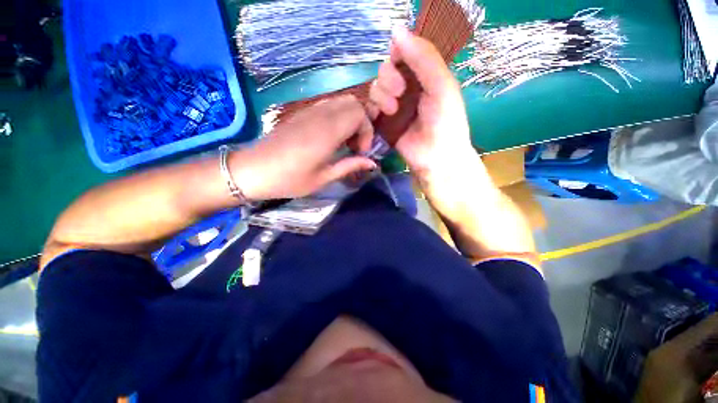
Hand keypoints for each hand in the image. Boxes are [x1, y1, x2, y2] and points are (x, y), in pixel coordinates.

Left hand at [233, 95, 376, 199]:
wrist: (253, 170)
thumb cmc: (289, 179)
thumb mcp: (323, 178)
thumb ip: (350, 166)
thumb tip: (372, 163)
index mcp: (327, 132)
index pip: (359, 114)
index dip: (367, 132)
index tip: (360, 152)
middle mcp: (320, 115)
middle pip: (353, 103)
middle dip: (362, 123)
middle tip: (355, 146)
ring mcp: (309, 111)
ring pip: (341, 101)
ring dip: (350, 119)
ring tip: (345, 142)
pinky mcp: (301, 113)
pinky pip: (328, 105)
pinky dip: (338, 116)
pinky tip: (331, 137)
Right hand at [368, 27, 474, 178]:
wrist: (435, 157)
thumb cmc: (444, 122)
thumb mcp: (441, 86)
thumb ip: (424, 58)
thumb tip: (396, 30)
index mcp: (423, 75)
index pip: (403, 53)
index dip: (397, 55)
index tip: (400, 64)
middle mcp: (407, 88)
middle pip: (385, 70)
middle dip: (389, 79)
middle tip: (400, 93)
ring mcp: (393, 106)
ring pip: (375, 88)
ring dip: (381, 96)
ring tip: (393, 110)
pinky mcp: (383, 123)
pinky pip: (369, 108)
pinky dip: (372, 109)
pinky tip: (381, 116)